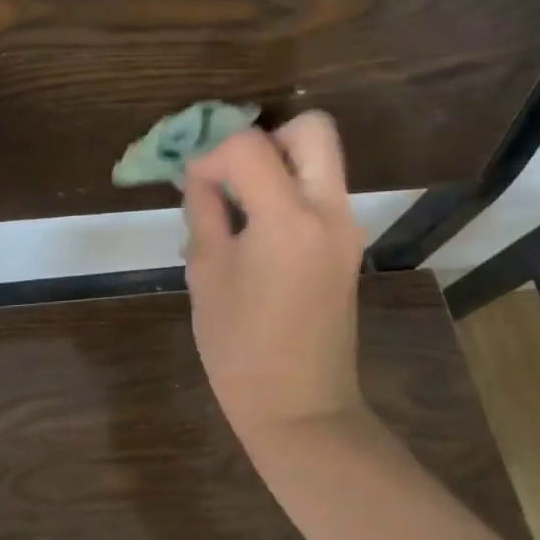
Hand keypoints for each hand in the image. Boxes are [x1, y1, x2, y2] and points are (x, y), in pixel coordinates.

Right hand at [181, 111, 368, 444]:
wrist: (302, 410)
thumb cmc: (241, 348)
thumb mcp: (206, 273)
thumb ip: (203, 211)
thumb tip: (199, 175)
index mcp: (288, 218)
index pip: (250, 145)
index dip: (211, 153)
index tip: (191, 182)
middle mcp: (329, 211)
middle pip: (311, 129)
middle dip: (266, 137)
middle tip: (232, 171)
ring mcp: (346, 227)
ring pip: (321, 157)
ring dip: (279, 161)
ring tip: (239, 198)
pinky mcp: (348, 245)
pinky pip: (321, 190)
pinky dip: (289, 188)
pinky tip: (256, 225)